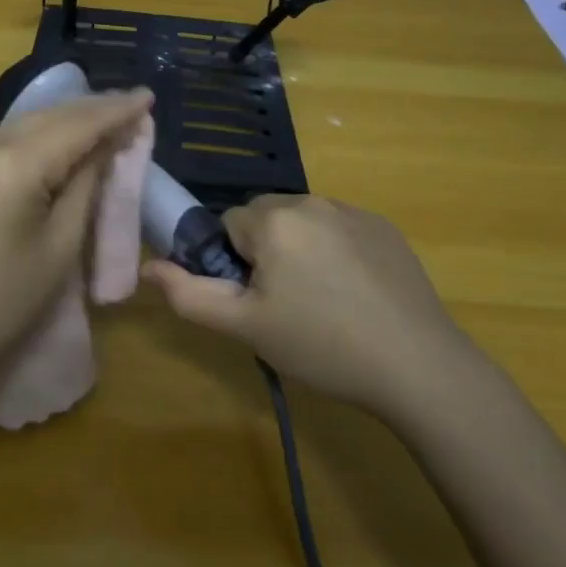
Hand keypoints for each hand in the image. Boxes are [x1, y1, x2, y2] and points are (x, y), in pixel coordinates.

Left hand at [0, 90, 153, 377]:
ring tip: (98, 121)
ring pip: (20, 126)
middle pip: (46, 117)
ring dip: (60, 122)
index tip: (147, 96)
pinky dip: (30, 138)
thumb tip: (104, 146)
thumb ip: (84, 185)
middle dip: (90, 111)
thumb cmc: (3, 303)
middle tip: (129, 108)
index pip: (76, 125)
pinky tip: (49, 143)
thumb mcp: (59, 246)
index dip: (116, 111)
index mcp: (12, 163)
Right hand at [143, 194, 474, 416]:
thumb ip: (188, 295)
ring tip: (321, 302)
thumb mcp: (245, 327)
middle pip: (264, 218)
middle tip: (284, 304)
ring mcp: (353, 211)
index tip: (254, 300)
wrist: (418, 365)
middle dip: (264, 251)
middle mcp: (311, 201)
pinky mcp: (384, 227)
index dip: (232, 263)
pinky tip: (354, 294)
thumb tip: (148, 268)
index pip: (228, 225)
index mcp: (273, 220)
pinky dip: (334, 251)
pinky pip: (339, 228)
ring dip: (299, 249)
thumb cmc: (321, 345)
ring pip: (302, 222)